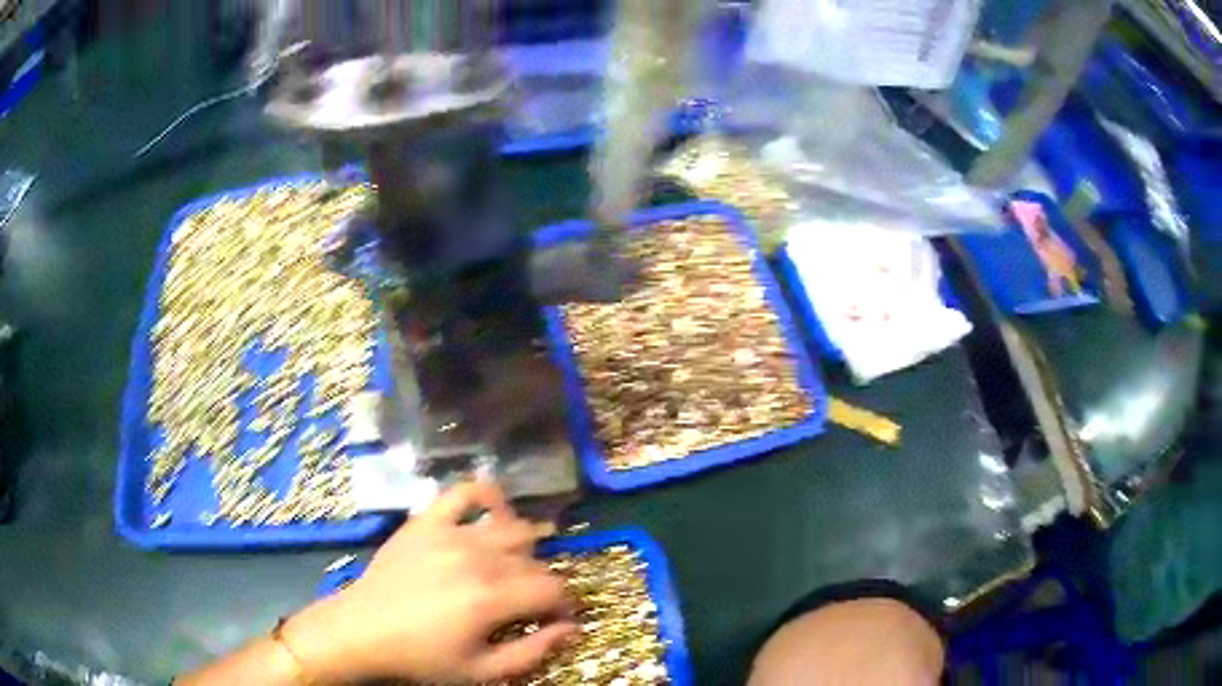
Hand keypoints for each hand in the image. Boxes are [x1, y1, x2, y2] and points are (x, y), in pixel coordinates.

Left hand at [283, 481, 576, 683]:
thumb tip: (572, 629)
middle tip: (531, 603)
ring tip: (516, 566)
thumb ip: (533, 652)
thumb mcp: (482, 671)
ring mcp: (450, 533)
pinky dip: (487, 497)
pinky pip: (464, 492)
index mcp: (491, 598)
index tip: (558, 618)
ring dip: (525, 547)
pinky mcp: (427, 521)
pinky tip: (494, 513)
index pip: (553, 589)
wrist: (362, 631)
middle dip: (543, 584)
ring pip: (511, 527)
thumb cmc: (422, 657)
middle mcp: (477, 557)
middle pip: (534, 561)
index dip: (565, 605)